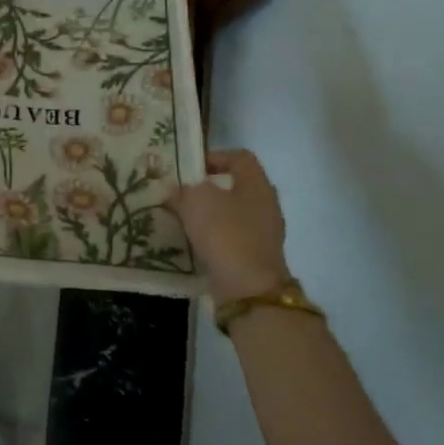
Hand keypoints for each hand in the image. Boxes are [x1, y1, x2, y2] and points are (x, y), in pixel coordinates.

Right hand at [171, 149, 291, 303]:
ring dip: (209, 215)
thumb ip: (184, 190)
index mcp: (257, 184)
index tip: (190, 167)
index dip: (215, 156)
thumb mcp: (195, 200)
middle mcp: (265, 205)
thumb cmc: (225, 232)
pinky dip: (213, 238)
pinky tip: (193, 242)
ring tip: (183, 218)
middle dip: (208, 188)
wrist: (248, 288)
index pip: (240, 157)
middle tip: (182, 192)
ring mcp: (264, 233)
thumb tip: (177, 192)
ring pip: (232, 214)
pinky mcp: (255, 257)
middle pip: (236, 187)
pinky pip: (231, 238)